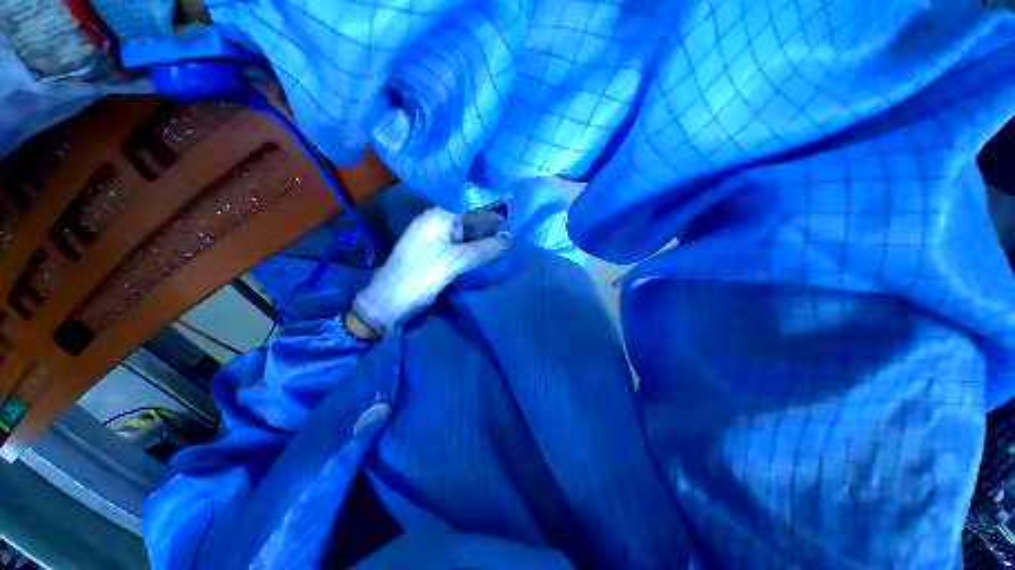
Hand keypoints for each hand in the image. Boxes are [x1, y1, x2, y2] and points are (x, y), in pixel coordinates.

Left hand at [351, 207, 511, 335]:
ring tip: (510, 244)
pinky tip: (491, 254)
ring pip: (468, 235)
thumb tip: (512, 239)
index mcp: (439, 217)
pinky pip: (462, 247)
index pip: (474, 208)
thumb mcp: (456, 261)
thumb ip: (485, 249)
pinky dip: (477, 250)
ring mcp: (437, 238)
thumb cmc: (420, 276)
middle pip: (472, 221)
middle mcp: (438, 222)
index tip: (518, 218)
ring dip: (486, 241)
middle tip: (518, 234)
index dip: (495, 213)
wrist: (389, 302)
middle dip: (493, 228)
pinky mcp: (438, 253)